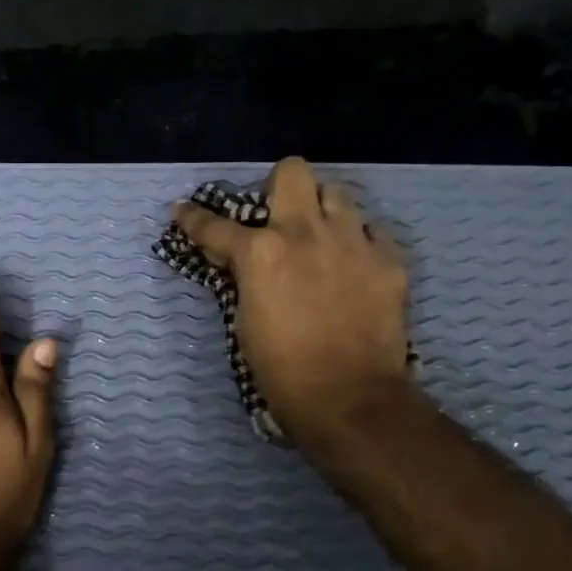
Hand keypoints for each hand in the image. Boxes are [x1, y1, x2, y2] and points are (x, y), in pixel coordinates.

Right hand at [172, 156, 409, 457]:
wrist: (349, 399)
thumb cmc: (282, 370)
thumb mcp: (244, 322)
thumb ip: (243, 279)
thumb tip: (239, 261)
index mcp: (261, 253)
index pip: (214, 225)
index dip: (193, 218)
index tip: (182, 211)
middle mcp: (306, 233)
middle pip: (293, 172)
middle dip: (278, 186)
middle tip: (276, 215)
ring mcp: (354, 242)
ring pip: (338, 193)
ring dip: (322, 210)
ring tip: (320, 238)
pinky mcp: (389, 261)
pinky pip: (373, 231)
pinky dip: (359, 242)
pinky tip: (353, 265)